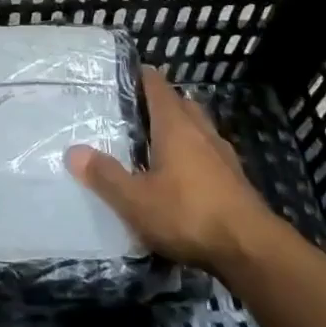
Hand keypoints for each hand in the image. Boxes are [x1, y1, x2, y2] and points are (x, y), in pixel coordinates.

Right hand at [66, 68, 287, 275]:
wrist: (252, 251)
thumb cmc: (188, 214)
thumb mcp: (135, 200)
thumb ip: (105, 175)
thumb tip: (73, 152)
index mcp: (175, 125)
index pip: (157, 86)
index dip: (141, 76)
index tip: (123, 75)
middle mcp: (201, 131)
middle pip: (181, 104)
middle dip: (161, 103)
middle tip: (134, 112)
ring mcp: (223, 156)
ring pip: (199, 130)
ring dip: (181, 130)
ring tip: (156, 144)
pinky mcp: (236, 181)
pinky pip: (210, 156)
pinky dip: (195, 157)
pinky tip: (183, 178)